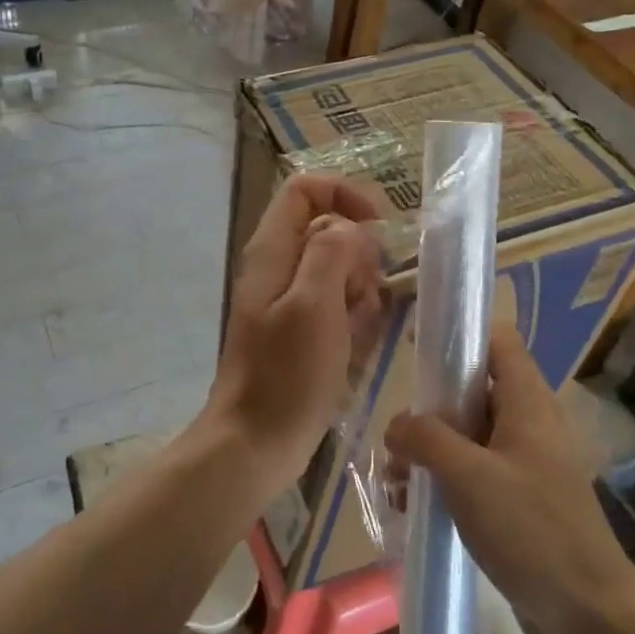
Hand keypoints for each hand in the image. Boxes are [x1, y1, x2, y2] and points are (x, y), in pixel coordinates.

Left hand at [207, 174, 386, 490]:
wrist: (255, 444)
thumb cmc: (285, 375)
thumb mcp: (313, 305)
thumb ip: (332, 253)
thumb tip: (351, 229)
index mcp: (272, 251)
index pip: (305, 189)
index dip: (344, 195)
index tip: (378, 227)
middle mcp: (279, 267)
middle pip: (330, 232)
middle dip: (358, 261)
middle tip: (359, 301)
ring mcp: (290, 300)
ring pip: (341, 273)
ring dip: (360, 299)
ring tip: (353, 337)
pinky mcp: (302, 331)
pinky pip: (339, 309)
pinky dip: (353, 325)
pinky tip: (351, 354)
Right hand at [384, 324, 634, 633]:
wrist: (589, 614)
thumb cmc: (531, 529)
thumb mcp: (468, 475)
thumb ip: (425, 438)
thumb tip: (396, 424)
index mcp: (527, 402)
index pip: (496, 340)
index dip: (458, 333)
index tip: (416, 346)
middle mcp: (529, 423)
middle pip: (473, 389)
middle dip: (431, 407)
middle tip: (396, 432)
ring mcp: (526, 463)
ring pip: (469, 435)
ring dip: (431, 450)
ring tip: (396, 479)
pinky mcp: (520, 500)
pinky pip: (475, 473)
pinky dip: (445, 480)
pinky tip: (413, 507)